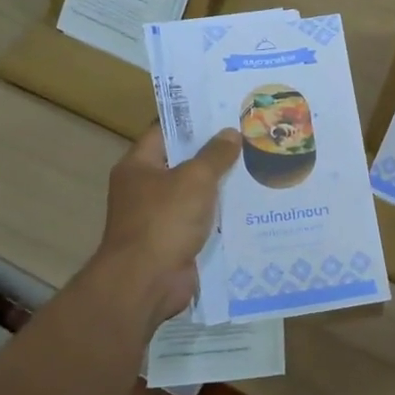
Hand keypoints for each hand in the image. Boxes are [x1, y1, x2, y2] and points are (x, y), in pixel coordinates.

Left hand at [95, 125, 240, 326]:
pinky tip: (249, 206)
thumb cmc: (164, 220)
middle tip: (249, 138)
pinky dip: (220, 215)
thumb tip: (230, 133)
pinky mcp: (174, 242)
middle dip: (214, 153)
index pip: (165, 132)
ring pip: (194, 194)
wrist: (146, 283)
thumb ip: (215, 155)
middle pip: (182, 163)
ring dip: (220, 186)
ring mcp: (158, 218)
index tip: (223, 112)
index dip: (193, 121)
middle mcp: (144, 189)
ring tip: (256, 167)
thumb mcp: (194, 179)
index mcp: (138, 166)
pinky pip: (201, 221)